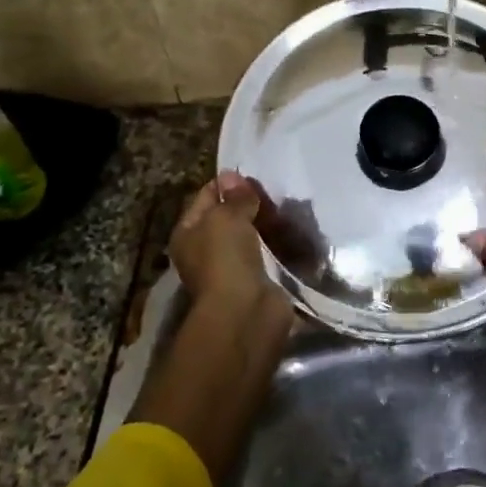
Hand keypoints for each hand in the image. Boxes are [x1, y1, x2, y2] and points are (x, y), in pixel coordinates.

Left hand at [170, 171, 287, 320]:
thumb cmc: (225, 259)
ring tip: (291, 208)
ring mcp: (232, 269)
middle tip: (275, 191)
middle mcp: (205, 252)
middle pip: (228, 219)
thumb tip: (234, 176)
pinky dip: (281, 246)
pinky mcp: (258, 282)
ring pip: (251, 237)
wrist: (246, 311)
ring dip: (268, 225)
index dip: (226, 184)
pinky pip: (269, 256)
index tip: (251, 174)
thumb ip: (234, 197)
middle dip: (250, 205)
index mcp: (187, 234)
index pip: (204, 198)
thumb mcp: (225, 217)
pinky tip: (297, 233)